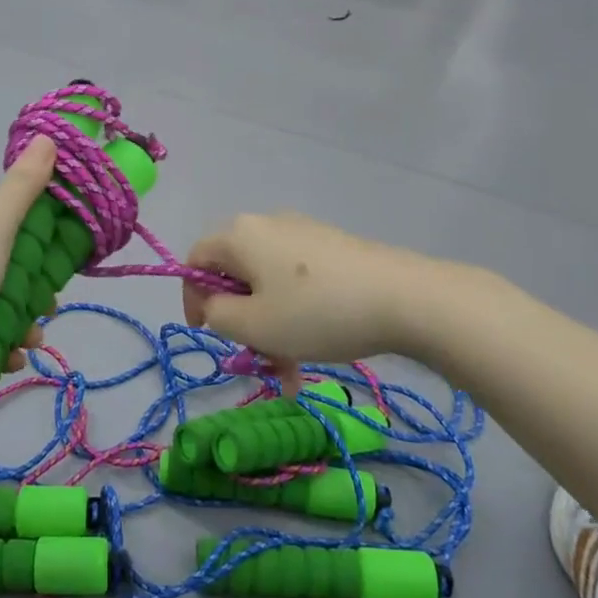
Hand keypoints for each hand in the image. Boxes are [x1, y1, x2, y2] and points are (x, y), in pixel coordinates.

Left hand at [0, 137, 58, 404]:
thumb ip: (21, 189)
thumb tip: (46, 137)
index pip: (11, 239)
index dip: (40, 250)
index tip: (59, 268)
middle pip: (8, 281)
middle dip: (34, 298)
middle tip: (47, 312)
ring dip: (21, 331)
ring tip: (27, 344)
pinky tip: (7, 362)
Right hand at [182, 213, 441, 379]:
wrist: (404, 298)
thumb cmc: (315, 312)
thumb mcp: (253, 324)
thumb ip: (216, 314)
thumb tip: (215, 303)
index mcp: (239, 234)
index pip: (195, 261)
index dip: (193, 299)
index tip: (208, 334)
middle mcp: (268, 224)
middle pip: (235, 274)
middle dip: (241, 322)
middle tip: (258, 359)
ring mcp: (304, 233)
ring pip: (269, 285)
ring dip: (272, 328)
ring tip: (292, 373)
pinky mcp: (333, 248)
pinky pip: (298, 282)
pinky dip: (297, 316)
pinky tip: (316, 349)